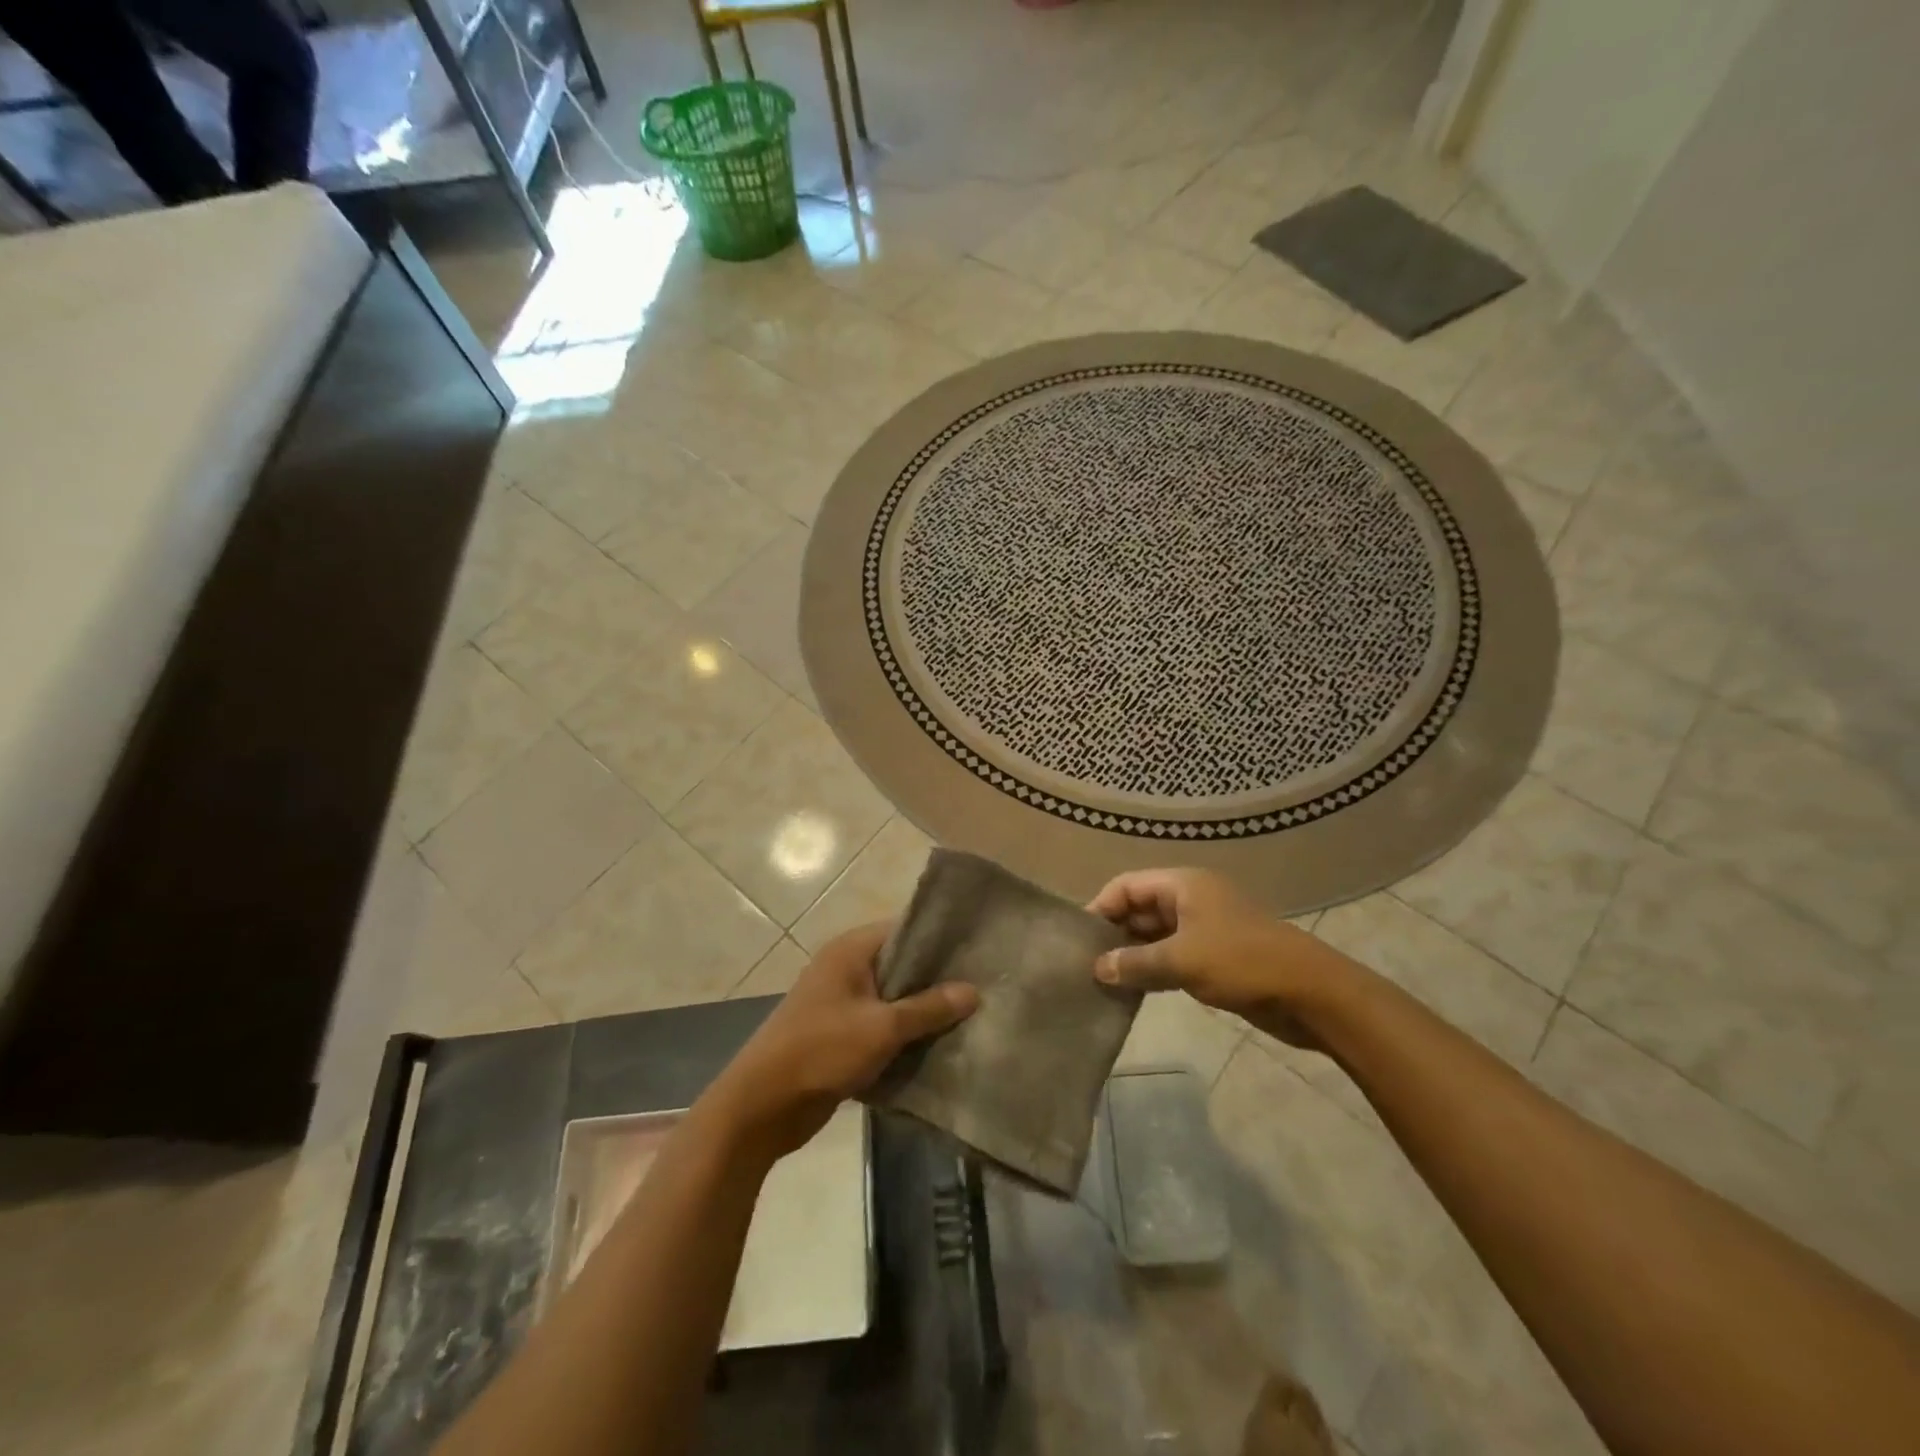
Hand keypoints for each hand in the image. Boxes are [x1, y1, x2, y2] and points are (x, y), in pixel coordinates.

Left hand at [701, 923, 978, 1161]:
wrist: (762, 1106)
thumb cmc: (821, 1051)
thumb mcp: (882, 1028)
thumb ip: (928, 1008)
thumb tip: (973, 991)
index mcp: (851, 951)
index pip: (905, 930)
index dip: (941, 940)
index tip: (979, 952)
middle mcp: (846, 968)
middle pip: (902, 965)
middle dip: (938, 980)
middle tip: (984, 988)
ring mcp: (842, 1003)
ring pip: (894, 999)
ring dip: (923, 1011)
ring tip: (972, 1017)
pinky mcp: (841, 1035)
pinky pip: (882, 1026)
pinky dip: (905, 1035)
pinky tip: (941, 1045)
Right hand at [1086, 868, 1354, 1041]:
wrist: (1311, 994)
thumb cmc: (1242, 963)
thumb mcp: (1181, 961)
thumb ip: (1135, 963)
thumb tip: (1097, 968)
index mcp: (1183, 885)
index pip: (1126, 885)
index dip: (1100, 907)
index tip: (1078, 940)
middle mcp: (1192, 899)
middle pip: (1140, 907)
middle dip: (1114, 933)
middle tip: (1086, 964)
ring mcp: (1206, 927)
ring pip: (1156, 934)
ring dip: (1133, 954)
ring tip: (1104, 980)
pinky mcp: (1217, 956)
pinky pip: (1174, 955)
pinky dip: (1154, 968)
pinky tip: (1135, 990)